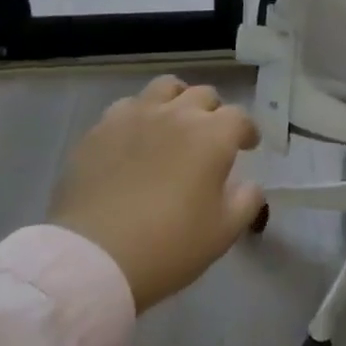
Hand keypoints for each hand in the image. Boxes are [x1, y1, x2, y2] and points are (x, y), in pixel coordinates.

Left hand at [48, 76, 266, 313]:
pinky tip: (134, 137)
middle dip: (213, 112)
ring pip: (165, 88)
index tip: (247, 146)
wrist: (94, 258)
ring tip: (173, 121)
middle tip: (210, 136)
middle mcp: (177, 114)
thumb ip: (246, 202)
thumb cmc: (168, 247)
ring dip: (177, 100)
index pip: (239, 118)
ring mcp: (136, 116)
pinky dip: (138, 115)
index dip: (247, 131)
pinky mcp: (101, 128)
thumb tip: (251, 185)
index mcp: (212, 135)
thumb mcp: (222, 234)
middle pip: (204, 95)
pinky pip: (126, 106)